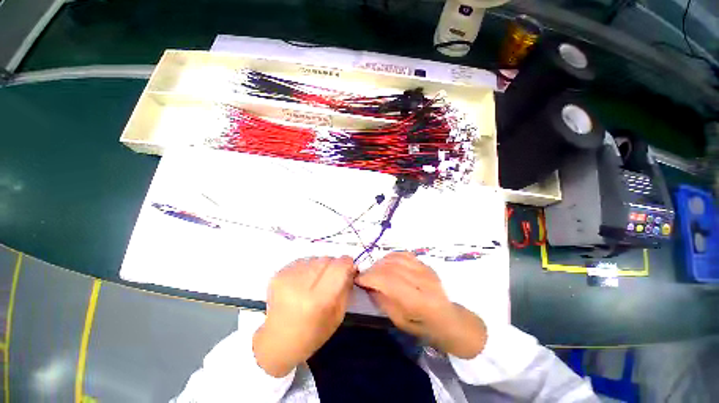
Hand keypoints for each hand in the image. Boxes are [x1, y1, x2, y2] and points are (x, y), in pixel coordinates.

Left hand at [253, 256, 356, 376]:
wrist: (277, 340)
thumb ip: (346, 288)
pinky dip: (308, 267)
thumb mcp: (338, 316)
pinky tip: (303, 282)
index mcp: (318, 300)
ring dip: (320, 265)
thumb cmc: (312, 334)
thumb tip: (351, 267)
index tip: (348, 267)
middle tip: (331, 278)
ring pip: (315, 258)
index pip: (339, 266)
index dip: (347, 263)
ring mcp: (287, 277)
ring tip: (315, 281)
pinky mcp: (279, 273)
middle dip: (333, 265)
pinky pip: (303, 261)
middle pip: (327, 259)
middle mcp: (301, 285)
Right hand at [356, 252, 486, 358]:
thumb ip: (382, 300)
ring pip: (395, 258)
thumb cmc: (422, 326)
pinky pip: (403, 254)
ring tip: (375, 271)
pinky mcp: (425, 264)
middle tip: (365, 276)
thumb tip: (368, 284)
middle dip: (372, 270)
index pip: (387, 280)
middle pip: (389, 267)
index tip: (358, 279)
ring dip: (380, 263)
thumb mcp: (398, 320)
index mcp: (416, 300)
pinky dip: (391, 256)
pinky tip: (386, 263)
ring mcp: (425, 270)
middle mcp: (421, 281)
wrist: (447, 318)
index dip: (370, 277)